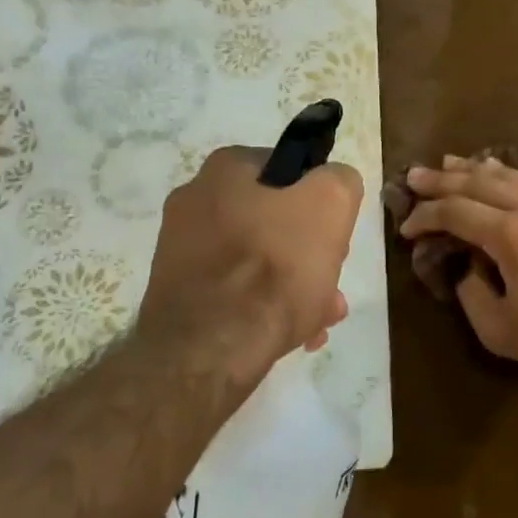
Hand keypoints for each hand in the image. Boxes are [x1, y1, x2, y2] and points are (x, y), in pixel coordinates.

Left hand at [139, 147, 362, 380]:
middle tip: (332, 286)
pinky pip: (233, 292)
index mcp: (225, 168)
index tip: (335, 238)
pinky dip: (262, 308)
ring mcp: (180, 250)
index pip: (289, 172)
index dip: (320, 203)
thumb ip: (340, 180)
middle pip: (274, 222)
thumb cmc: (275, 266)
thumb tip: (333, 183)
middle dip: (309, 254)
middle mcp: (194, 201)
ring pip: (257, 261)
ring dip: (293, 286)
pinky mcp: (177, 294)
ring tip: (318, 320)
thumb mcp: (331, 204)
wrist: (210, 348)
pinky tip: (290, 335)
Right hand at [397, 156, 517, 377]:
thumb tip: (469, 269)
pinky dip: (506, 175)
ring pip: (508, 175)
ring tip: (450, 161)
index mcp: (509, 234)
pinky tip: (499, 174)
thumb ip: (472, 295)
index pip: (455, 212)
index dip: (425, 216)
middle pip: (477, 182)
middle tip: (414, 174)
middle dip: (442, 179)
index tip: (406, 226)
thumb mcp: (501, 331)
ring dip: (474, 168)